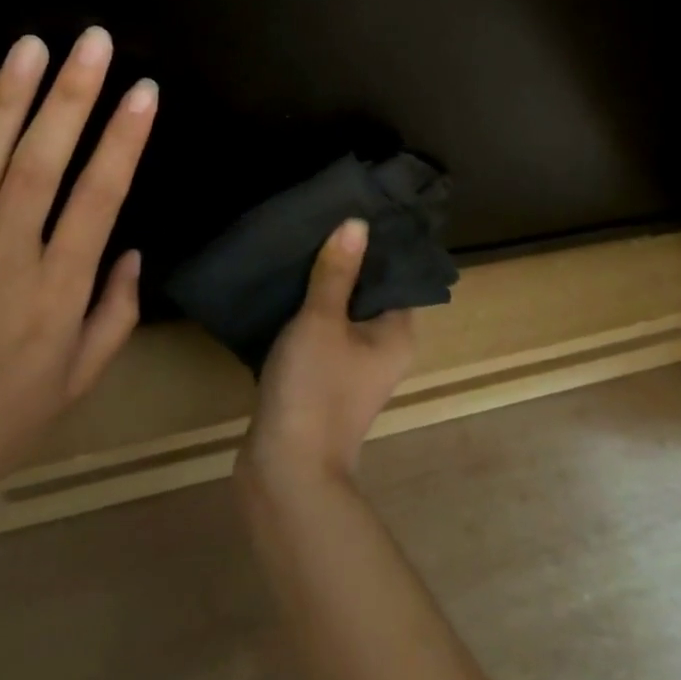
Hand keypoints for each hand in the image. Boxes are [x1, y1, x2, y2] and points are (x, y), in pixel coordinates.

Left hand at [0, 27, 156, 511]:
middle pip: (39, 165)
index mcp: (55, 295)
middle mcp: (2, 262)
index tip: (144, 91)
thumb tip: (130, 251)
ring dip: (7, 99)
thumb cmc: (2, 419)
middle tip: (92, 41)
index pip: (97, 201)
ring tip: (30, 46)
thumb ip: (115, 313)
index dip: (123, 141)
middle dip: (70, 97)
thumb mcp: (79, 381)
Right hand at [240, 218, 416, 485]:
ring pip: (340, 313)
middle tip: (318, 220)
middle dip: (343, 261)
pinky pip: (319, 334)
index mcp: (397, 333)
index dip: (376, 244)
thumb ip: (337, 271)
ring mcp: (352, 368)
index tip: (352, 208)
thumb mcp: (322, 320)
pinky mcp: (323, 380)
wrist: (286, 470)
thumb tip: (357, 223)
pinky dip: (305, 313)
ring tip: (298, 244)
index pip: (395, 274)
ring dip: (321, 287)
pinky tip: (283, 287)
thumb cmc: (315, 388)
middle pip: (366, 292)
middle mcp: (383, 349)